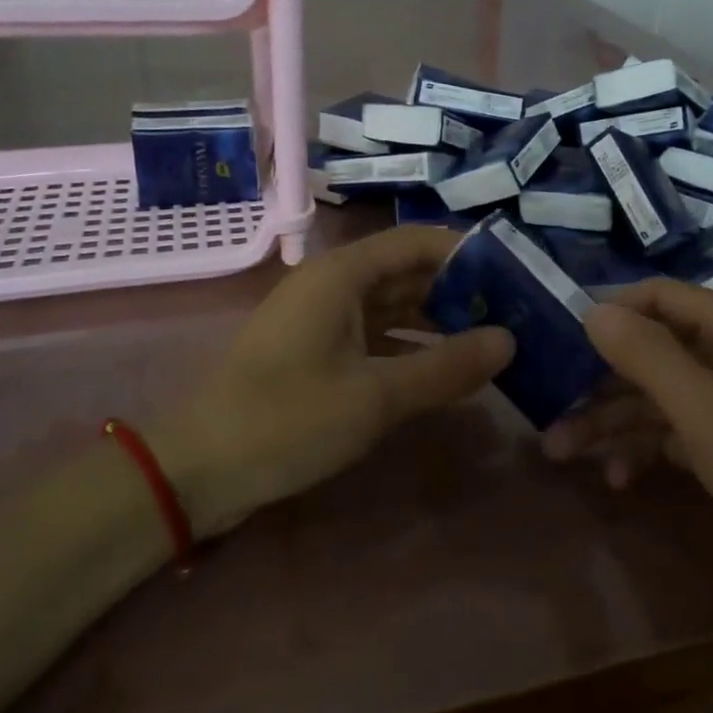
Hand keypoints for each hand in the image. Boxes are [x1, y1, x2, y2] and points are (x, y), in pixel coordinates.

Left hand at [154, 226, 513, 537]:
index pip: (416, 242)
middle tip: (514, 313)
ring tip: (492, 341)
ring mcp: (321, 321)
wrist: (196, 470)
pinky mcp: (315, 354)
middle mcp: (332, 286)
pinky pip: (374, 338)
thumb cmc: (287, 419)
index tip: (515, 274)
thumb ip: (446, 367)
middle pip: (406, 273)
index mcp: (341, 275)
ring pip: (392, 308)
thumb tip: (509, 339)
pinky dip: (409, 349)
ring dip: (437, 322)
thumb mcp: (375, 396)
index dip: (466, 252)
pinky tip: (445, 372)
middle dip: (458, 290)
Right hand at [546, 279, 712, 645]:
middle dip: (599, 381)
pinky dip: (644, 452)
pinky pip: (677, 438)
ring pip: (659, 399)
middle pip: (654, 352)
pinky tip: (617, 479)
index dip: (611, 311)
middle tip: (547, 410)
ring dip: (612, 422)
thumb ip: (649, 357)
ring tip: (560, 453)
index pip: (662, 298)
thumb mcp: (710, 415)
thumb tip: (593, 310)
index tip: (558, 338)